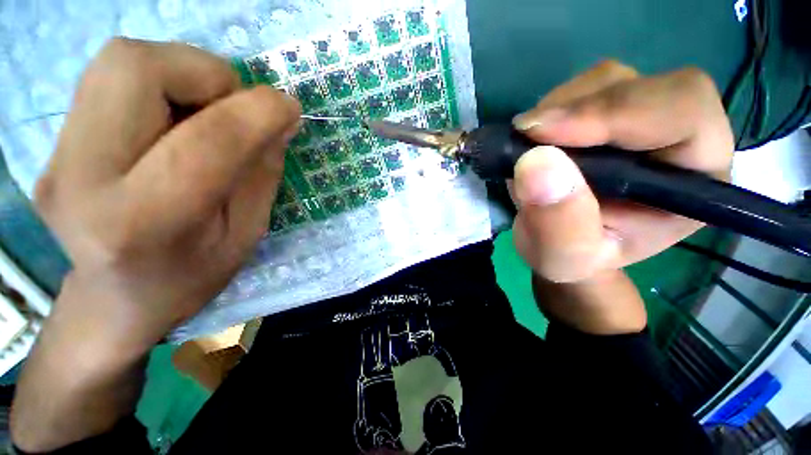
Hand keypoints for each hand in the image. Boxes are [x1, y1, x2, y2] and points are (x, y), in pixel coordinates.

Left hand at [35, 38, 300, 350]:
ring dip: (184, 73)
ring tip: (206, 113)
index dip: (258, 112)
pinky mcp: (54, 141)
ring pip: (121, 60)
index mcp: (143, 222)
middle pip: (137, 67)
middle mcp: (81, 178)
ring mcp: (56, 155)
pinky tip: (174, 119)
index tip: (289, 108)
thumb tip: (280, 118)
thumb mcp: (246, 233)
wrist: (116, 299)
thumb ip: (262, 172)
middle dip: (206, 74)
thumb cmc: (192, 275)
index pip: (207, 140)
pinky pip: (112, 77)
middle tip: (235, 108)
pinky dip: (160, 82)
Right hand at [510, 61, 733, 282]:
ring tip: (527, 143)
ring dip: (559, 106)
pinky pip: (583, 89)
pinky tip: (535, 138)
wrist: (563, 246)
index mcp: (695, 182)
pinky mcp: (608, 116)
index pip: (683, 113)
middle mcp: (680, 139)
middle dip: (579, 107)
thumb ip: (558, 222)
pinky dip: (551, 107)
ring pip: (610, 80)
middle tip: (525, 134)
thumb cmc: (572, 259)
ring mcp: (641, 121)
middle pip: (645, 86)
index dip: (615, 113)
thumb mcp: (562, 256)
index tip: (543, 134)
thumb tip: (536, 162)